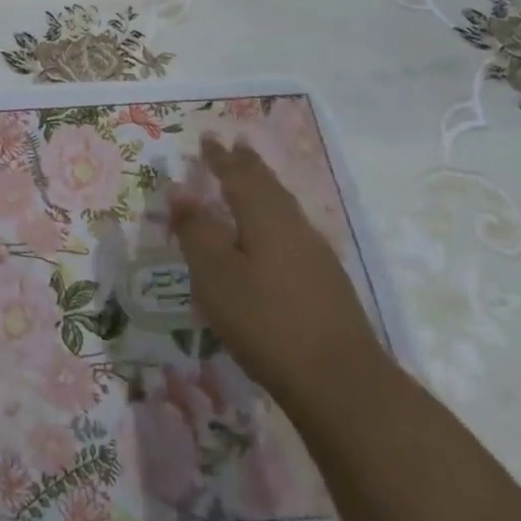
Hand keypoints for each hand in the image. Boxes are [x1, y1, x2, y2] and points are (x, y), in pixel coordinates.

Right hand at [168, 134, 387, 409]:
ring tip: (251, 180)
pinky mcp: (325, 283)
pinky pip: (292, 231)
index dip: (221, 158)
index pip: (239, 176)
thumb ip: (196, 232)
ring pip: (284, 208)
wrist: (341, 381)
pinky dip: (274, 217)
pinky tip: (272, 235)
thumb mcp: (216, 275)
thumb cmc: (266, 321)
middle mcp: (294, 227)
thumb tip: (180, 192)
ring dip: (264, 189)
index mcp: (265, 218)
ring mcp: (316, 255)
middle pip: (269, 187)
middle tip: (235, 146)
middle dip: (248, 165)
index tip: (208, 138)